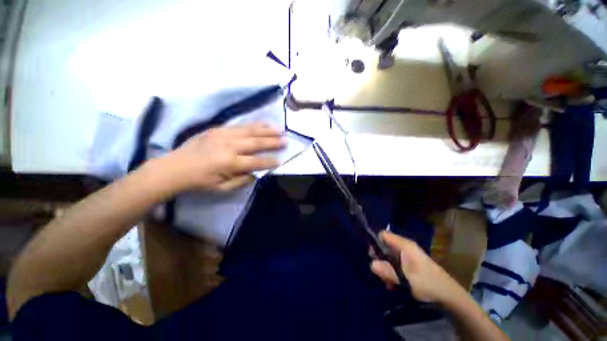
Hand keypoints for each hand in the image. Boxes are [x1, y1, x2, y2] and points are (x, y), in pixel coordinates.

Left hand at [164, 123, 284, 192]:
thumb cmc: (200, 182)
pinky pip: (240, 125)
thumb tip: (258, 172)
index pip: (257, 161)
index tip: (281, 160)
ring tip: (280, 130)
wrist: (174, 168)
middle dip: (273, 142)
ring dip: (267, 130)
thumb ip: (243, 180)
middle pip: (257, 143)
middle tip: (286, 141)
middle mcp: (229, 146)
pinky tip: (263, 124)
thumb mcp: (223, 188)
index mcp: (230, 163)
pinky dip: (254, 125)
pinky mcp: (218, 129)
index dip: (270, 161)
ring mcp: (223, 134)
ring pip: (251, 130)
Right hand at [371, 231, 463, 303]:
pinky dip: (392, 273)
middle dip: (380, 259)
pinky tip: (393, 284)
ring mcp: (408, 256)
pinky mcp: (410, 264)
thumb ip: (388, 271)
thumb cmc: (428, 283)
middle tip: (380, 273)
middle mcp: (405, 247)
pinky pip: (395, 264)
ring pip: (389, 257)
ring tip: (388, 283)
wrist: (450, 296)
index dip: (375, 242)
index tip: (372, 255)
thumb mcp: (406, 279)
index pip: (383, 235)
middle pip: (384, 246)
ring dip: (385, 269)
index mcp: (405, 245)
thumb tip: (371, 264)